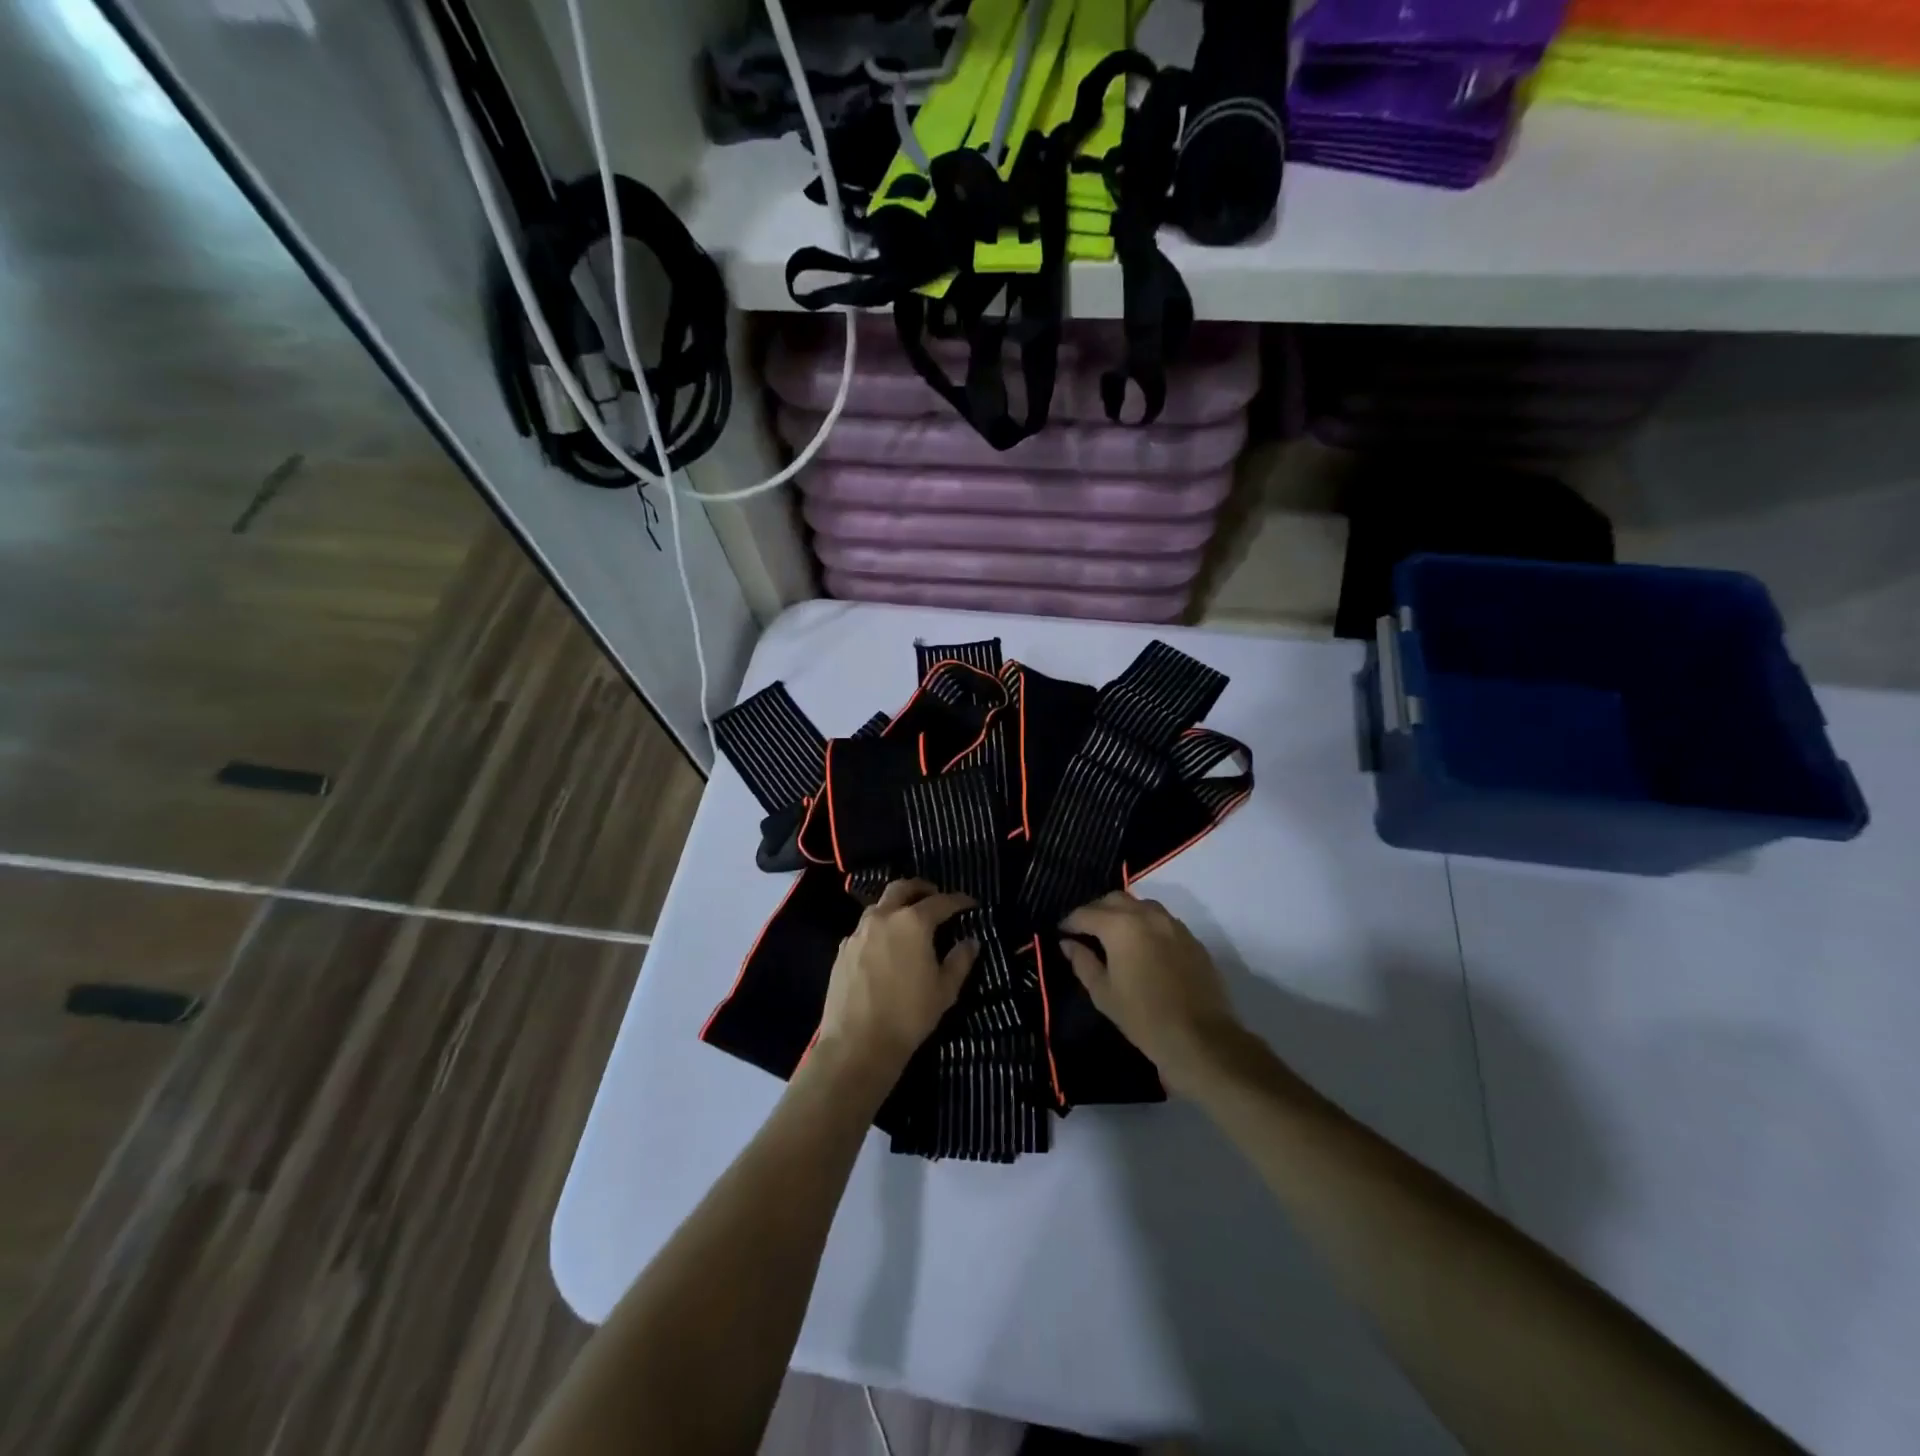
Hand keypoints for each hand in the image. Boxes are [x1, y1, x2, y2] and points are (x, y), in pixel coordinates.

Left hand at [815, 879, 978, 1090]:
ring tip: (908, 919)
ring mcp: (859, 932)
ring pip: (879, 906)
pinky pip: (864, 928)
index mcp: (913, 922)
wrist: (857, 1043)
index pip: (941, 901)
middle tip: (934, 895)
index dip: (958, 901)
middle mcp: (883, 917)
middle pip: (902, 888)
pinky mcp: (843, 949)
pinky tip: (885, 945)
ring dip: (896, 905)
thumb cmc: (908, 1015)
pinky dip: (879, 927)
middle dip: (921, 888)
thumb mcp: (945, 990)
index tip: (970, 903)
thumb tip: (971, 942)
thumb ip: (960, 961)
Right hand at [1059, 891, 1243, 1095]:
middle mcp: (1146, 915)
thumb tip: (1068, 943)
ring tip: (1112, 935)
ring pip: (1139, 904)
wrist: (1201, 1038)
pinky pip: (1160, 919)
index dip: (1069, 922)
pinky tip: (1141, 945)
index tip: (1061, 933)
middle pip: (1113, 899)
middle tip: (1084, 931)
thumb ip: (1082, 962)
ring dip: (1121, 912)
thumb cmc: (1143, 1018)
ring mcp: (1172, 924)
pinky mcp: (1190, 937)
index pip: (1086, 913)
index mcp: (1120, 926)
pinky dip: (1144, 923)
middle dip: (1095, 911)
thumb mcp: (1103, 993)